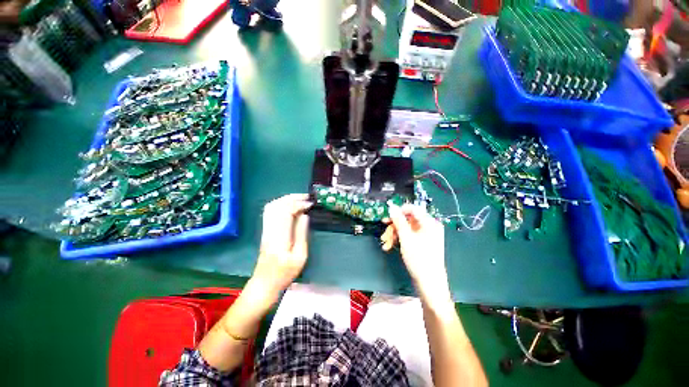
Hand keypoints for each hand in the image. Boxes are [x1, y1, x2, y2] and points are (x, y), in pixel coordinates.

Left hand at [252, 194, 311, 294]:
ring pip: (273, 206)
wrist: (264, 283)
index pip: (286, 211)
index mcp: (280, 236)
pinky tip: (290, 206)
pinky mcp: (265, 230)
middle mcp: (270, 229)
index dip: (299, 204)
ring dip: (287, 199)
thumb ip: (301, 234)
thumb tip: (305, 216)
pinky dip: (281, 204)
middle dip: (293, 198)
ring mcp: (266, 228)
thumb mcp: (300, 256)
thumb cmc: (285, 273)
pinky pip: (270, 211)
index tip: (310, 204)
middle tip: (307, 198)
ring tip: (300, 199)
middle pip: (278, 205)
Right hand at [384, 204, 448, 297]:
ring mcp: (425, 235)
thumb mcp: (406, 238)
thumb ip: (398, 221)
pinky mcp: (421, 243)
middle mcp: (428, 227)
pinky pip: (408, 236)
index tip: (388, 217)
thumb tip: (392, 207)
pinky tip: (390, 246)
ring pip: (405, 229)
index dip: (399, 211)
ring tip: (386, 244)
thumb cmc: (419, 259)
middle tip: (384, 233)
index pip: (413, 209)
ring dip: (394, 235)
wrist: (429, 283)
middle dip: (394, 227)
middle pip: (407, 220)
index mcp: (429, 223)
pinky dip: (398, 240)